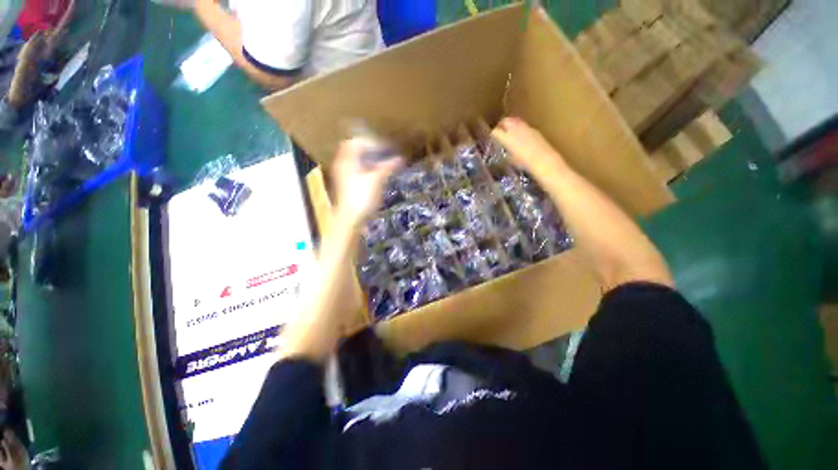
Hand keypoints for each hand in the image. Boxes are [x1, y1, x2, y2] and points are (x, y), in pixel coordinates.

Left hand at [331, 139, 402, 225]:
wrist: (350, 219)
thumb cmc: (362, 197)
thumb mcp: (377, 179)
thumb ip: (388, 166)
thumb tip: (400, 158)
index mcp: (347, 160)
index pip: (357, 142)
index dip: (372, 142)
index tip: (386, 148)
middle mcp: (343, 165)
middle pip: (355, 151)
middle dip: (370, 150)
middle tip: (385, 153)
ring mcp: (344, 176)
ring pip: (356, 162)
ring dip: (370, 160)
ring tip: (384, 164)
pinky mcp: (347, 186)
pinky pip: (357, 172)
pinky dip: (368, 170)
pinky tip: (378, 176)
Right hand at [491, 117, 568, 178]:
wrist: (544, 160)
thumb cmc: (524, 163)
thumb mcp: (510, 159)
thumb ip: (506, 151)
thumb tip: (504, 149)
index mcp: (506, 137)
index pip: (495, 132)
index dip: (492, 135)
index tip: (492, 139)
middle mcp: (515, 129)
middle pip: (505, 121)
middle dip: (501, 125)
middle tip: (499, 132)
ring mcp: (526, 127)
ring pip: (515, 121)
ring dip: (511, 125)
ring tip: (510, 134)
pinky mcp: (535, 130)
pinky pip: (524, 126)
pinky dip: (520, 129)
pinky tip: (522, 138)